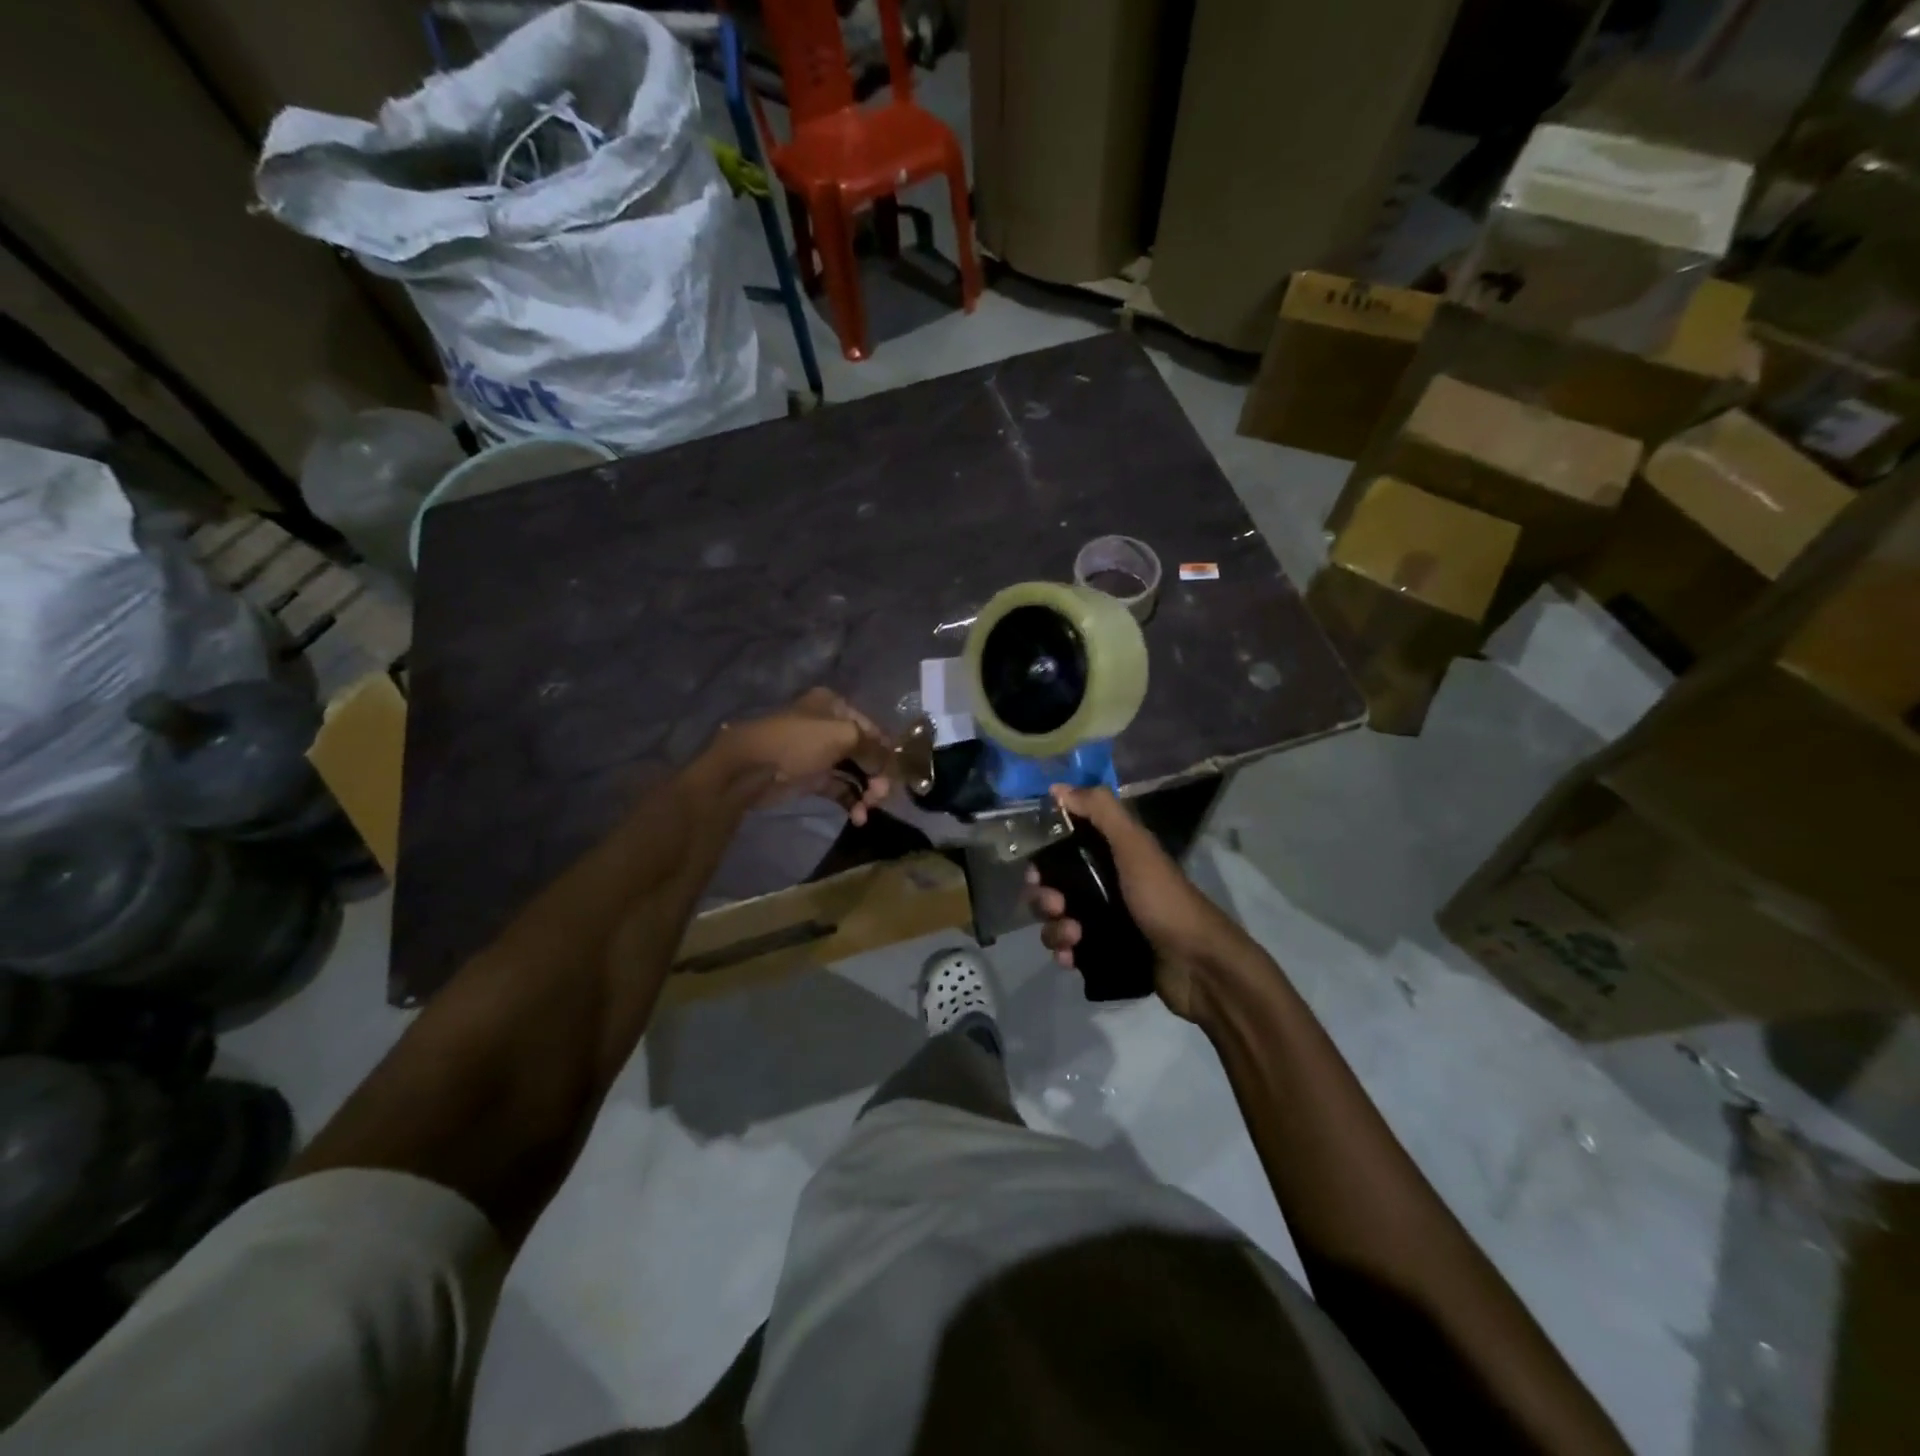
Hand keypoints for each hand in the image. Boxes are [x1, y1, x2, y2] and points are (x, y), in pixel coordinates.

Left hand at [708, 689, 892, 824]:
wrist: (748, 768)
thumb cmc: (797, 742)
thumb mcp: (842, 735)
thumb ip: (873, 745)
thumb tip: (891, 760)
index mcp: (835, 706)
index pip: (873, 728)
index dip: (888, 750)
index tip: (900, 774)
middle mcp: (829, 727)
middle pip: (865, 752)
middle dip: (877, 775)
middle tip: (882, 796)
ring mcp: (819, 754)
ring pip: (854, 772)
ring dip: (866, 792)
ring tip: (868, 809)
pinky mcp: (810, 778)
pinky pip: (839, 788)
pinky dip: (850, 801)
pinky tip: (857, 816)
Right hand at [1025, 785, 1253, 1022]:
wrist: (1197, 965)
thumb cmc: (1163, 899)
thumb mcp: (1133, 846)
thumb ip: (1100, 811)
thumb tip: (1057, 787)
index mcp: (1111, 854)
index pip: (1064, 846)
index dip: (1044, 854)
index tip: (1035, 866)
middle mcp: (1104, 884)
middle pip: (1053, 885)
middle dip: (1044, 896)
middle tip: (1056, 905)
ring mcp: (1103, 921)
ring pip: (1057, 920)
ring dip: (1055, 929)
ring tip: (1074, 936)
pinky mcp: (1103, 953)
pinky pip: (1068, 950)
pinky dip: (1065, 952)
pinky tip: (1072, 957)